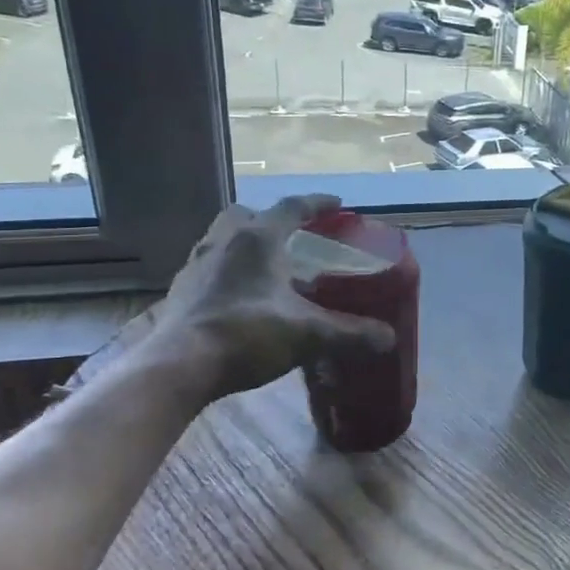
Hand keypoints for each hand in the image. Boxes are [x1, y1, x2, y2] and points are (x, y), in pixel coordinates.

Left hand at [125, 195, 394, 403]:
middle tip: (295, 237)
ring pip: (225, 239)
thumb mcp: (309, 335)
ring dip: (247, 245)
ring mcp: (197, 264)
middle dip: (273, 220)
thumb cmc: (247, 335)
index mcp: (258, 238)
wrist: (180, 366)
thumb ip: (351, 334)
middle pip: (248, 215)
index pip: (292, 207)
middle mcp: (224, 241)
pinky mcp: (181, 289)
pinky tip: (242, 297)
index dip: (318, 204)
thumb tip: (389, 338)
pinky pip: (211, 267)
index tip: (337, 204)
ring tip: (269, 268)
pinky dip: (230, 272)